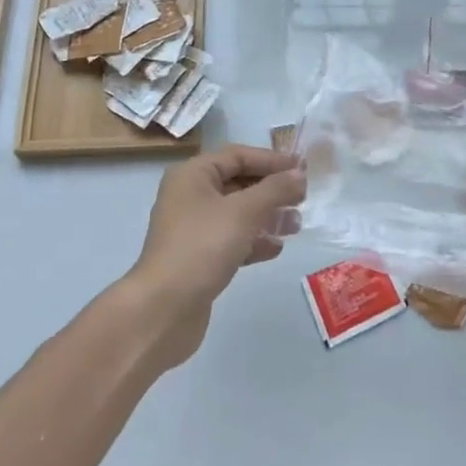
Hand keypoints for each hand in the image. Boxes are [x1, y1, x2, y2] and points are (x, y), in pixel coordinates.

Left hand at [126, 145, 305, 367]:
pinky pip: (231, 240)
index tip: (302, 168)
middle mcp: (189, 196)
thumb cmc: (202, 247)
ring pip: (237, 214)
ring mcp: (192, 230)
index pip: (237, 155)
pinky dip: (254, 241)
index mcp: (192, 175)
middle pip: (238, 183)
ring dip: (267, 216)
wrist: (163, 310)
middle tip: (302, 197)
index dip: (271, 160)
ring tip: (296, 225)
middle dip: (271, 190)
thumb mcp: (243, 212)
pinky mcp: (198, 259)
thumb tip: (299, 174)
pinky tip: (276, 248)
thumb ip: (275, 189)